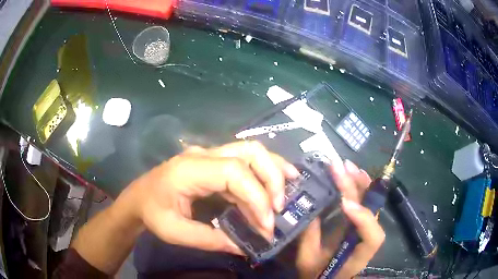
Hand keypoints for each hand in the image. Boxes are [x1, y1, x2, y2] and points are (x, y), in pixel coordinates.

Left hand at [120, 141, 298, 254]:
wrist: (138, 197)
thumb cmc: (152, 213)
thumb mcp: (175, 232)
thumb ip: (211, 240)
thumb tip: (245, 247)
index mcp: (190, 169)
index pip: (234, 173)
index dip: (257, 197)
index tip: (267, 224)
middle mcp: (203, 155)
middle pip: (249, 151)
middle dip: (272, 177)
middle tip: (282, 205)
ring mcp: (210, 155)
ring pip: (251, 151)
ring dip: (274, 169)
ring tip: (291, 188)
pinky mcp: (214, 162)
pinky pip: (245, 162)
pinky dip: (264, 173)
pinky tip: (277, 183)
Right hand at [296, 160, 384, 278]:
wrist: (326, 278)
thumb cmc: (317, 273)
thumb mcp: (308, 259)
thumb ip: (309, 237)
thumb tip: (309, 208)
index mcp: (357, 256)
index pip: (372, 237)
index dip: (363, 218)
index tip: (344, 204)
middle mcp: (366, 240)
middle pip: (371, 212)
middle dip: (356, 188)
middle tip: (341, 168)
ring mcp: (365, 229)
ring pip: (371, 204)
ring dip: (360, 183)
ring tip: (347, 166)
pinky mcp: (359, 224)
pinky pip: (364, 204)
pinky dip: (359, 188)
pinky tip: (352, 174)